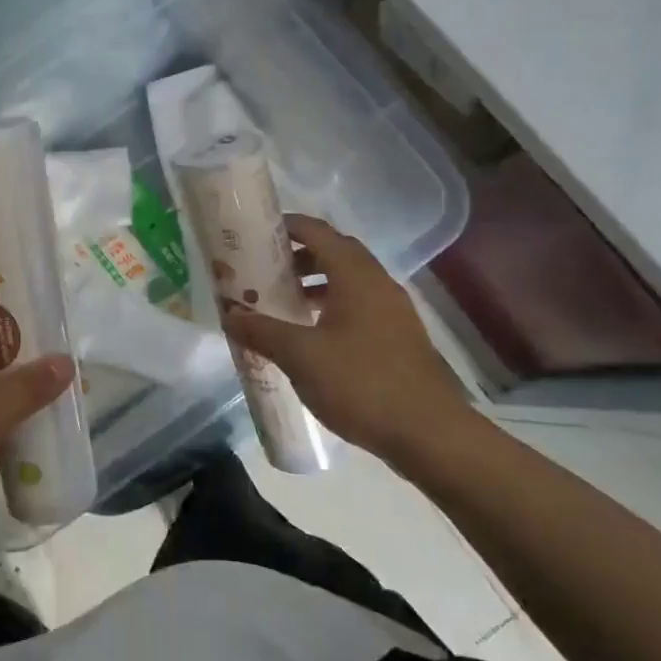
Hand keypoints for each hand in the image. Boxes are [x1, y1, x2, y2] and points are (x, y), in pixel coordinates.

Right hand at [222, 214, 478, 468]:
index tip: (256, 232)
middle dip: (299, 256)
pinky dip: (333, 307)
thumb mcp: (300, 356)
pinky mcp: (400, 338)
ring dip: (316, 283)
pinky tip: (313, 336)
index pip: (318, 232)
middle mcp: (378, 284)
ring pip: (350, 281)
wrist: (430, 435)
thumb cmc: (361, 383)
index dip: (287, 226)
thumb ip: (262, 331)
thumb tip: (229, 314)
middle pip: (336, 253)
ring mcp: (394, 311)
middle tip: (265, 269)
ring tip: (285, 303)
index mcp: (355, 276)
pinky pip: (361, 306)